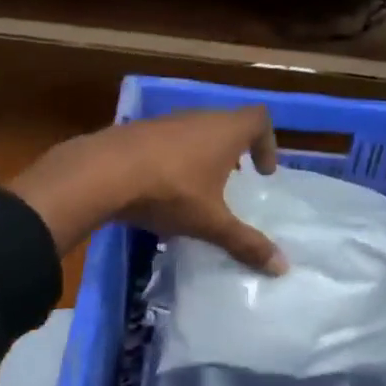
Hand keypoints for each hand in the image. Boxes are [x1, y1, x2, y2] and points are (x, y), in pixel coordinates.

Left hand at [7, 106, 287, 270]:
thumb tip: (283, 267)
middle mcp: (198, 118)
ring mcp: (164, 121)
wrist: (102, 173)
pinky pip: (166, 141)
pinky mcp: (136, 131)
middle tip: (235, 181)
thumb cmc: (170, 192)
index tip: (263, 172)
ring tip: (198, 188)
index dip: (268, 142)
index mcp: (225, 131)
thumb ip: (245, 243)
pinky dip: (173, 158)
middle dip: (235, 151)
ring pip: (194, 131)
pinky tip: (161, 188)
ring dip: (202, 154)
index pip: (259, 119)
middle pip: (226, 123)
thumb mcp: (211, 222)